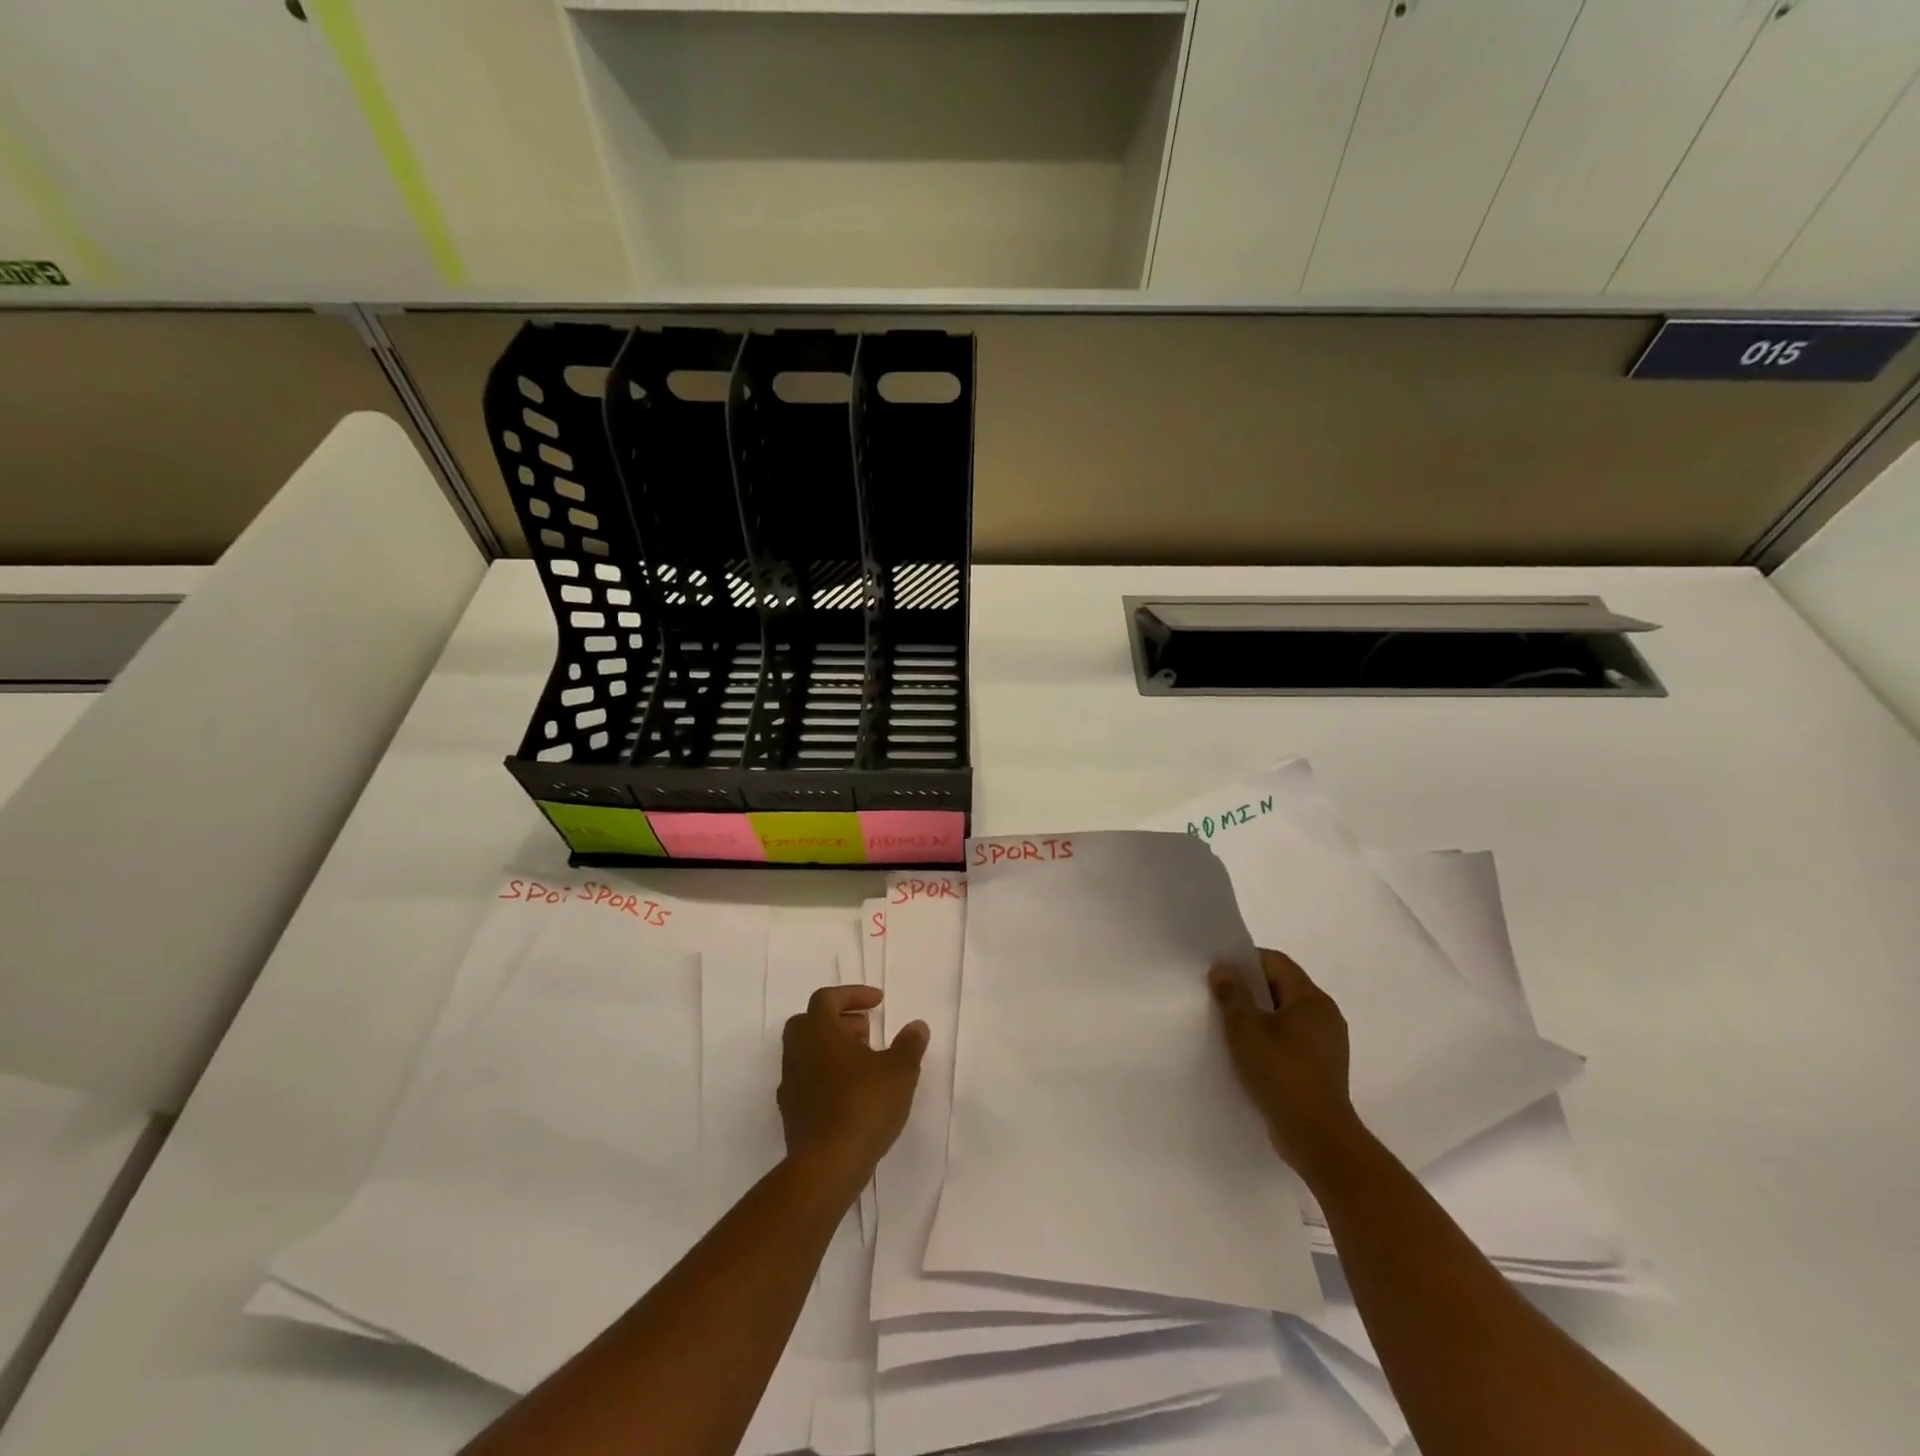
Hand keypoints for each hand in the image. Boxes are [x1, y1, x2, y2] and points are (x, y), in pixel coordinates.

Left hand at [779, 986, 928, 1185]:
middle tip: (866, 1031)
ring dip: (832, 1049)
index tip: (877, 1002)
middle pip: (809, 1021)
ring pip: (806, 1052)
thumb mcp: (899, 1071)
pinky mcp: (790, 1113)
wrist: (827, 1166)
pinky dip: (826, 1076)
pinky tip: (850, 1093)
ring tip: (864, 1064)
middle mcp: (797, 1052)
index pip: (826, 998)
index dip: (852, 994)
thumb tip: (917, 1026)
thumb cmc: (864, 1105)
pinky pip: (806, 1080)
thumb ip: (909, 1045)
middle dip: (838, 1020)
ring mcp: (790, 1083)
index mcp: (818, 1032)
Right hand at [1209, 949, 1362, 1182]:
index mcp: (1311, 999)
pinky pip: (1291, 1041)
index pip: (1276, 962)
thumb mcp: (1246, 1029)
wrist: (1318, 1138)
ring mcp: (1327, 1044)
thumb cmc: (1282, 1074)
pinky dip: (1270, 1040)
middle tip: (1218, 998)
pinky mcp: (1322, 1069)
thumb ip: (1233, 995)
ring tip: (1228, 1028)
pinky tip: (1248, 1055)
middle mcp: (1325, 1016)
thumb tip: (1224, 969)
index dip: (1245, 961)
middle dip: (1249, 990)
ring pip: (1285, 1016)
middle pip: (1282, 987)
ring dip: (1258, 1017)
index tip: (1218, 973)